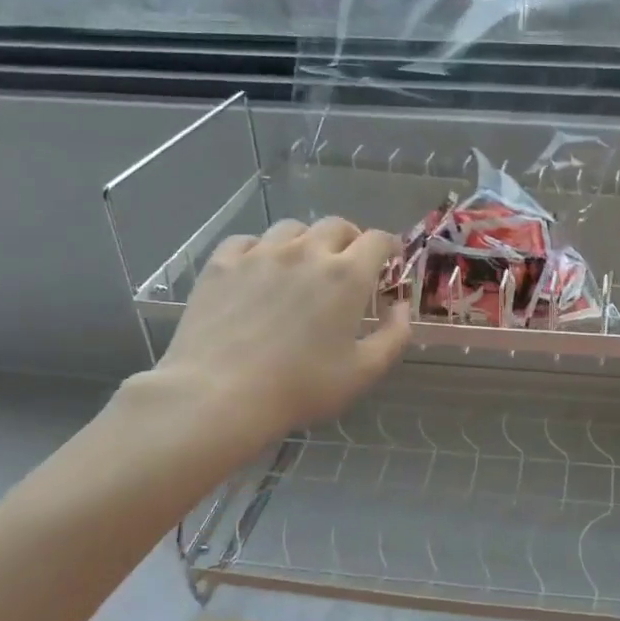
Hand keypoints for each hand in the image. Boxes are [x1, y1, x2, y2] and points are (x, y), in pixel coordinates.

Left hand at [130, 217, 410, 459]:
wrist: (218, 395)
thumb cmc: (300, 387)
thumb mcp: (364, 372)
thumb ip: (394, 335)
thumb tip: (401, 306)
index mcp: (346, 276)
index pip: (377, 240)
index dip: (388, 246)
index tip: (389, 259)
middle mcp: (306, 252)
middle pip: (336, 225)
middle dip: (350, 240)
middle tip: (348, 264)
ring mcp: (260, 253)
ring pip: (291, 229)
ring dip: (306, 241)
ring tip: (302, 265)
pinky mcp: (222, 263)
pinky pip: (248, 241)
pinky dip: (261, 250)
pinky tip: (258, 271)